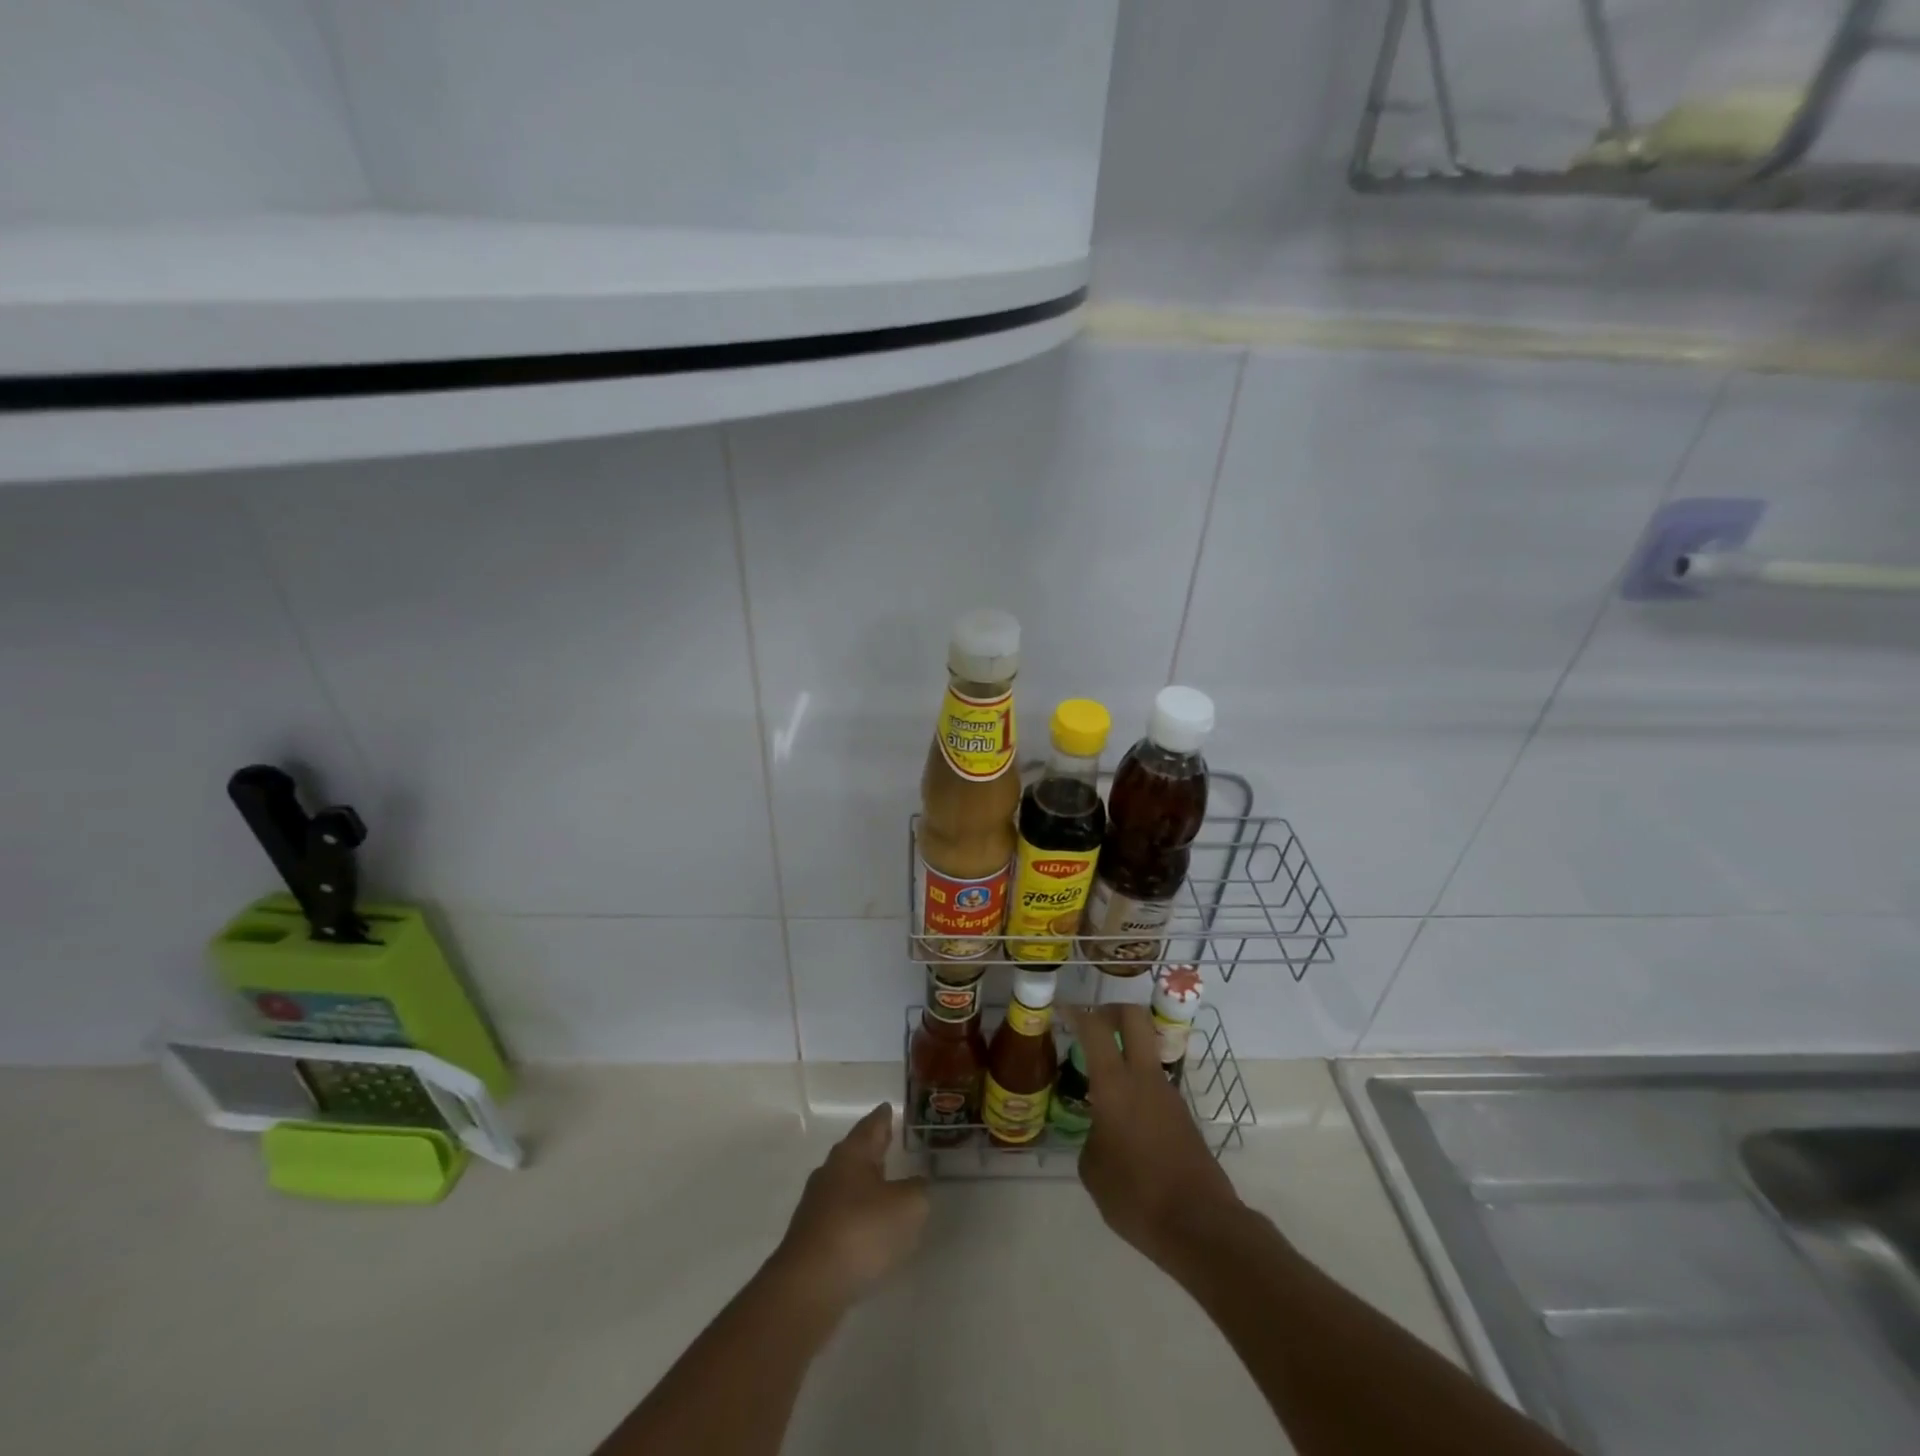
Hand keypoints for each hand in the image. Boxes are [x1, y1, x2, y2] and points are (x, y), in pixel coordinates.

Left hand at [770, 1103, 928, 1311]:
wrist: (809, 1286)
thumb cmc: (862, 1231)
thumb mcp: (908, 1207)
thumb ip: (917, 1190)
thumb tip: (916, 1184)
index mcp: (852, 1154)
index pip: (871, 1125)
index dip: (883, 1117)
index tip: (888, 1107)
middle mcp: (831, 1172)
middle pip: (856, 1152)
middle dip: (873, 1148)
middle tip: (889, 1141)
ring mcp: (817, 1205)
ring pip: (846, 1184)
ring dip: (864, 1183)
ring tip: (884, 1185)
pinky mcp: (811, 1237)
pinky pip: (840, 1214)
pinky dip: (857, 1214)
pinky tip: (869, 1228)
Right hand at [1067, 1003, 1242, 1267]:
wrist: (1201, 1225)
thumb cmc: (1136, 1195)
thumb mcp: (1093, 1170)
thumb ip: (1091, 1137)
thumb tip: (1099, 1131)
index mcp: (1115, 1085)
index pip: (1095, 1029)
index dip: (1076, 1012)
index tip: (1062, 1009)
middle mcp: (1144, 1078)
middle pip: (1134, 1017)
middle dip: (1112, 1010)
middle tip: (1092, 1024)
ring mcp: (1169, 1094)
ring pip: (1147, 1051)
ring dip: (1126, 1051)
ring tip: (1101, 1082)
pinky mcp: (1184, 1115)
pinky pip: (1155, 1085)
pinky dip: (1137, 1085)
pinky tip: (1124, 1119)